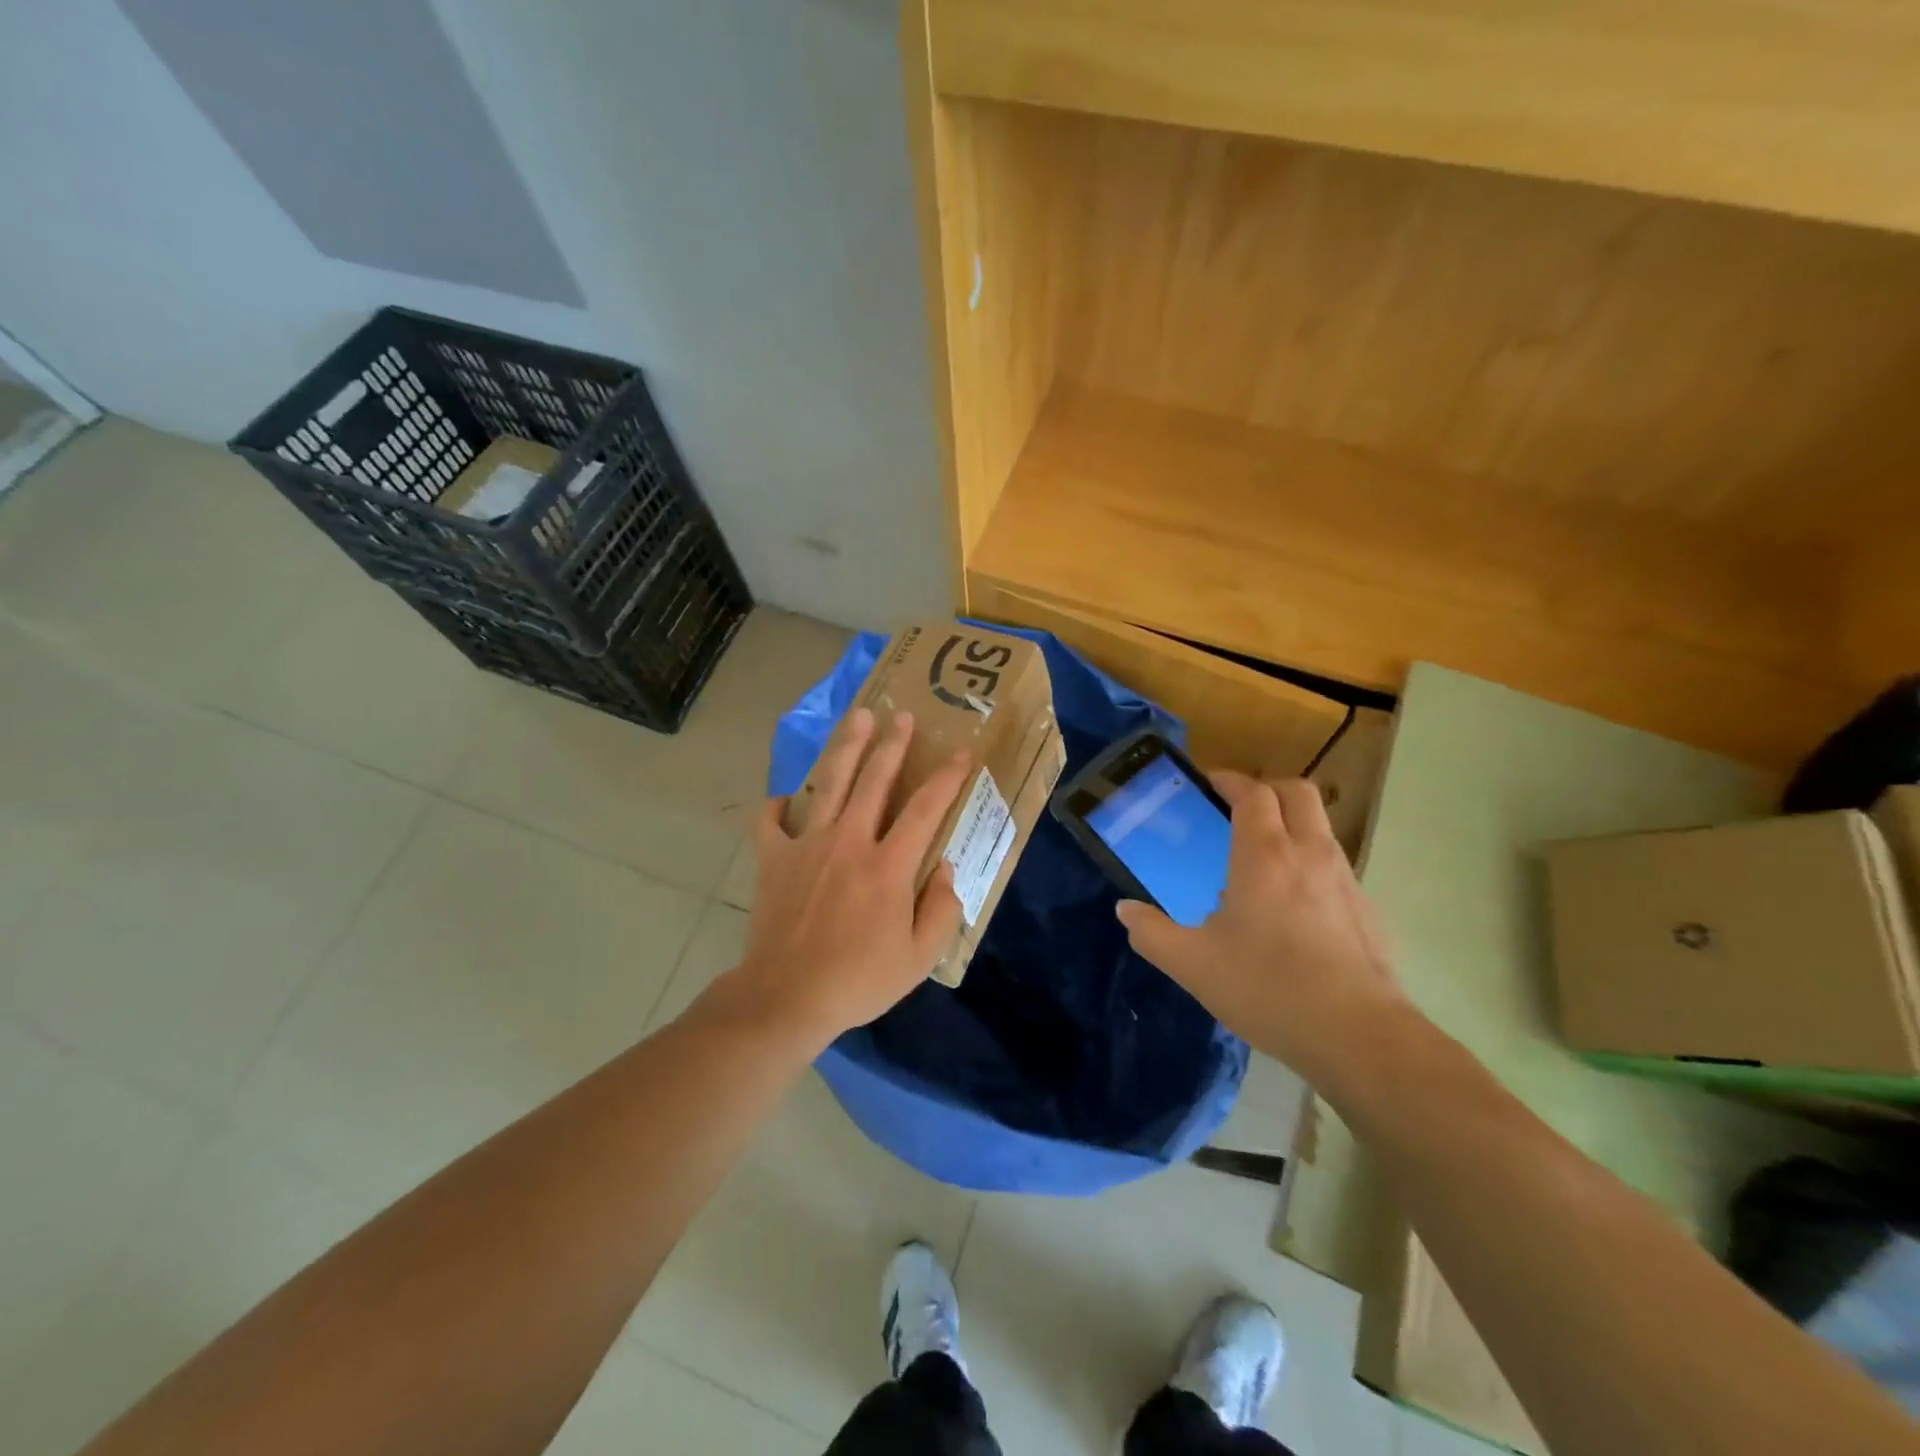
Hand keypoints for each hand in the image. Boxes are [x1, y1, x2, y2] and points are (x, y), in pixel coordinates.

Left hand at [725, 707, 971, 1048]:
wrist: (785, 998)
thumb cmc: (858, 980)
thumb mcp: (918, 959)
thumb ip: (941, 910)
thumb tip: (946, 870)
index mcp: (888, 866)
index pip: (925, 809)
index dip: (947, 777)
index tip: (961, 753)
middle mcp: (849, 842)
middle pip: (874, 780)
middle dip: (892, 744)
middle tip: (901, 715)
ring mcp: (807, 845)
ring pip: (829, 784)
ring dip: (846, 748)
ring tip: (857, 719)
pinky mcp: (773, 858)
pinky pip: (770, 820)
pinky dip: (776, 805)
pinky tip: (785, 798)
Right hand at [1115, 772, 1407, 1085]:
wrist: (1358, 1037)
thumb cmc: (1267, 988)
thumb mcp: (1193, 965)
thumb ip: (1152, 934)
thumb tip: (1126, 911)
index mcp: (1265, 855)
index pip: (1253, 793)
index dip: (1230, 780)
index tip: (1209, 783)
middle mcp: (1310, 854)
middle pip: (1296, 792)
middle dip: (1266, 789)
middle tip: (1237, 809)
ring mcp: (1346, 880)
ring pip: (1320, 826)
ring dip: (1291, 824)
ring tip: (1261, 859)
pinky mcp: (1367, 910)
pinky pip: (1335, 865)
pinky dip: (1310, 863)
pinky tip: (1293, 908)